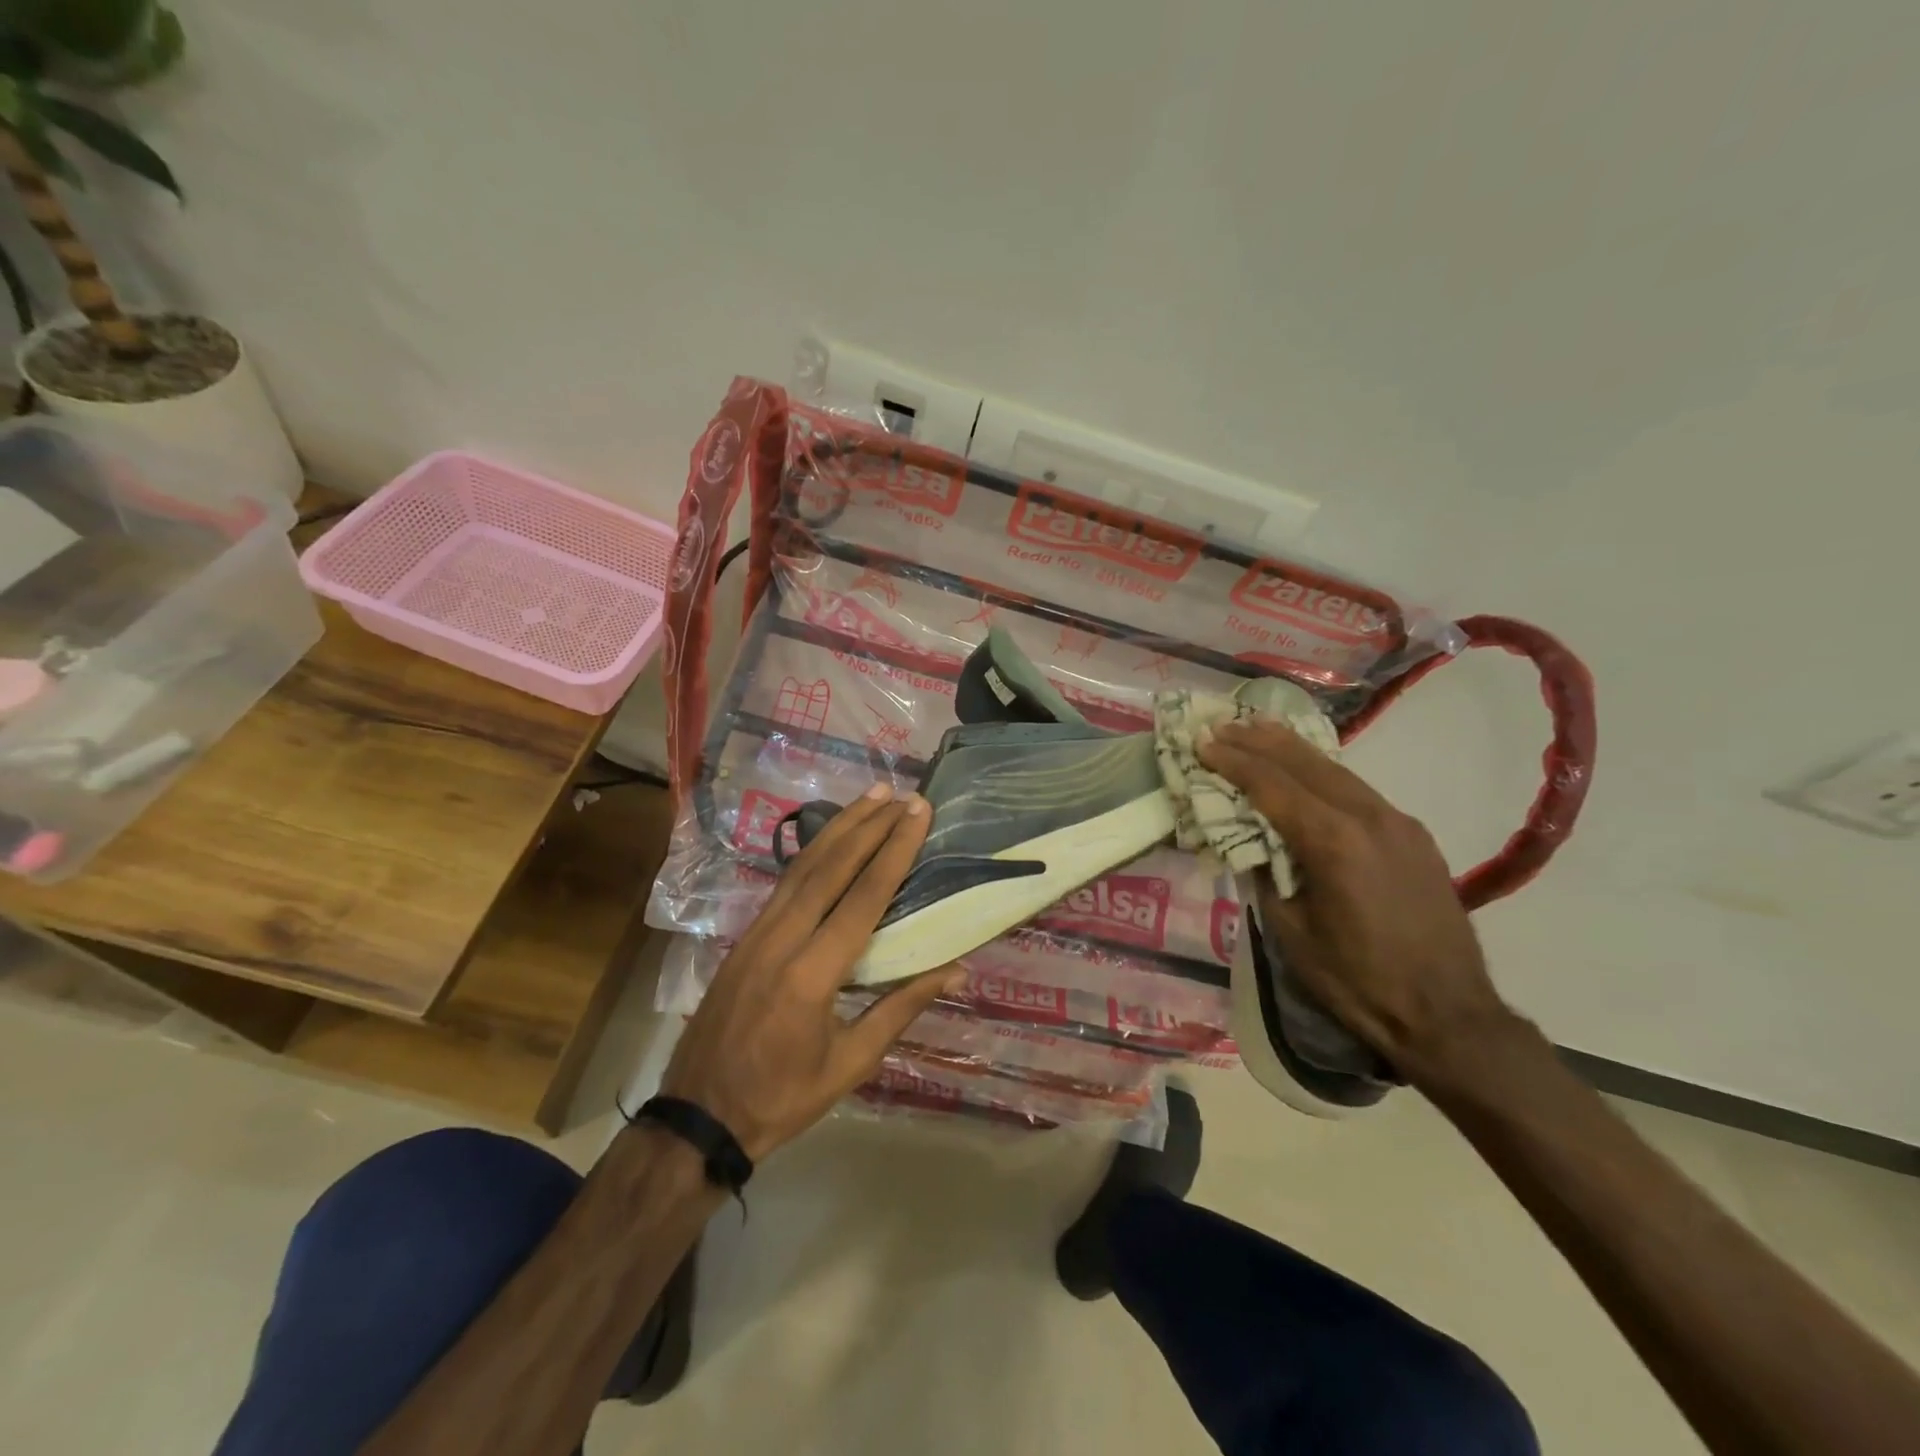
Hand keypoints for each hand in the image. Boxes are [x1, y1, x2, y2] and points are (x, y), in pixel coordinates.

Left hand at [661, 784, 960, 1160]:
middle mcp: (782, 939)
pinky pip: (785, 883)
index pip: (863, 896)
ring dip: (840, 828)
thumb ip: (901, 1007)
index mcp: (813, 974)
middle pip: (831, 867)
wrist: (698, 1115)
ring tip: (871, 797)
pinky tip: (832, 838)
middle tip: (900, 794)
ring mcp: (756, 933)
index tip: (917, 814)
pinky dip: (813, 852)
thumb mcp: (851, 1063)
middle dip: (869, 825)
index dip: (894, 850)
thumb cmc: (783, 1097)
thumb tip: (956, 968)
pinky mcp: (744, 936)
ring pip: (803, 867)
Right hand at [1197, 719, 1516, 1079]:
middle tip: (1221, 724)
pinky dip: (1322, 773)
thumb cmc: (1357, 981)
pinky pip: (1357, 790)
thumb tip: (1247, 841)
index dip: (1232, 762)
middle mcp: (1369, 817)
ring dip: (1291, 750)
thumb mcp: (1290, 931)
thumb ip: (1263, 874)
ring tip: (1257, 730)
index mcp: (1333, 842)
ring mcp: (1397, 822)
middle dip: (1258, 741)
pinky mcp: (1413, 835)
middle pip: (1305, 763)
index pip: (1271, 786)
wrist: (1449, 1015)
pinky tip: (1305, 771)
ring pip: (1335, 770)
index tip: (1201, 742)